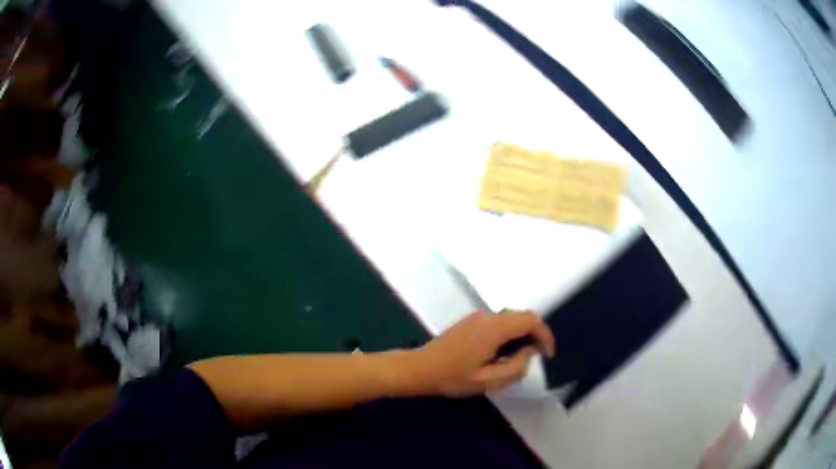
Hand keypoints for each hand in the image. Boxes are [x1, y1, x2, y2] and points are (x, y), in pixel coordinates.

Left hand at [410, 310, 554, 396]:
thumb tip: (529, 351)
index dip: (545, 335)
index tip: (547, 355)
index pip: (530, 320)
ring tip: (518, 358)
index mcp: (494, 328)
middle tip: (536, 356)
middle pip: (522, 316)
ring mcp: (477, 316)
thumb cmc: (453, 377)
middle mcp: (487, 316)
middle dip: (534, 334)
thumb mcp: (488, 381)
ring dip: (521, 334)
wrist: (420, 369)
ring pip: (510, 318)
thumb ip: (515, 367)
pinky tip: (500, 353)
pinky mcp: (470, 321)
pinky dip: (508, 333)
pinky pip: (498, 322)